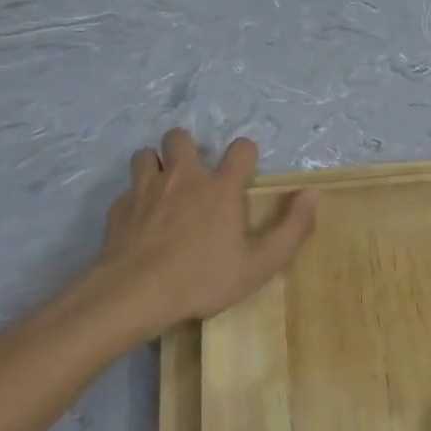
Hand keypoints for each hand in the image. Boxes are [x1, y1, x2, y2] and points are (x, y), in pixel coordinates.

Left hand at [85, 129, 315, 342]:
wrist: (134, 293)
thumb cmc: (202, 279)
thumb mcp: (259, 264)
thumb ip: (291, 228)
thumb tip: (311, 193)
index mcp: (220, 187)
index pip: (241, 148)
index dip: (245, 155)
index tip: (244, 173)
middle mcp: (183, 176)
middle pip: (180, 136)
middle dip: (187, 148)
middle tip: (193, 176)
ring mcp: (146, 188)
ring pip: (146, 154)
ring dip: (155, 165)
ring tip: (162, 189)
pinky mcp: (119, 207)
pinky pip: (127, 190)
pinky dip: (135, 198)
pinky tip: (139, 221)